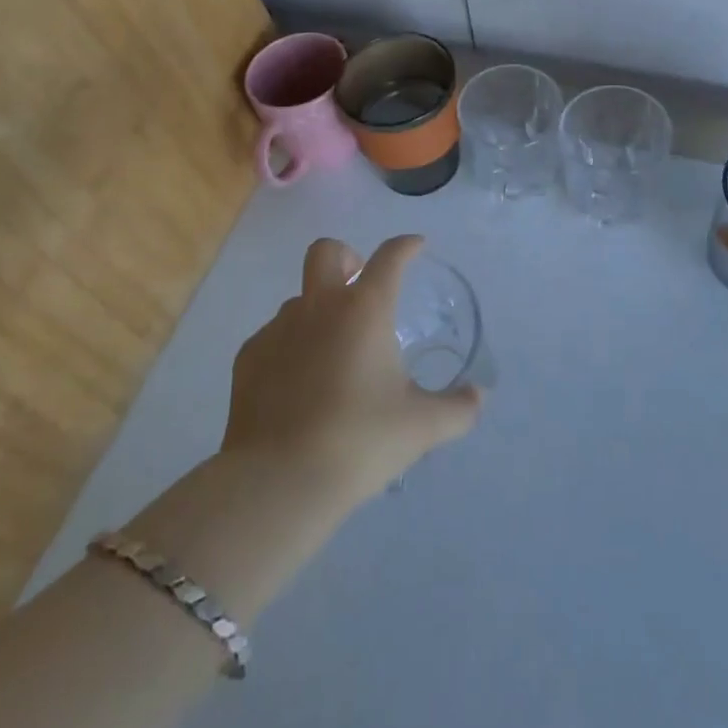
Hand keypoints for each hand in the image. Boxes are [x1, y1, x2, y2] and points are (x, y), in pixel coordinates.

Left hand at [220, 235, 482, 501]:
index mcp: (365, 309)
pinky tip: (298, 384)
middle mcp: (319, 306)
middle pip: (327, 251)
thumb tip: (479, 398)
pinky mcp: (249, 357)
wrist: (279, 481)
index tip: (416, 246)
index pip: (390, 257)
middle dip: (347, 257)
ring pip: (299, 298)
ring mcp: (278, 328)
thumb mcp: (421, 427)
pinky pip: (273, 336)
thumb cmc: (359, 441)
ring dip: (318, 310)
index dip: (406, 246)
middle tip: (360, 285)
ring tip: (332, 353)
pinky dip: (290, 347)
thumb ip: (457, 409)